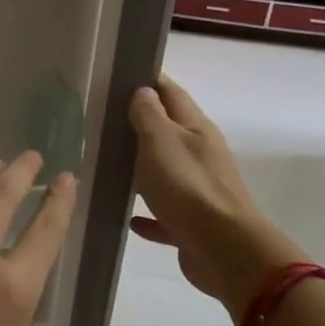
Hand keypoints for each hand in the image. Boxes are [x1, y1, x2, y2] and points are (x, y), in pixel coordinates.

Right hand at [128, 75, 299, 316]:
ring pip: (165, 173)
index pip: (171, 93)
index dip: (148, 82)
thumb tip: (144, 91)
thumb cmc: (187, 186)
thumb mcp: (160, 140)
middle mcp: (200, 155)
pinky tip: (130, 217)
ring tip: (108, 168)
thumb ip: (149, 115)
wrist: (222, 248)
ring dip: (142, 171)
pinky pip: (164, 213)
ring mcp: (198, 191)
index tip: (119, 77)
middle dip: (140, 127)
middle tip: (102, 124)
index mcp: (196, 129)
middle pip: (168, 134)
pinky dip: (148, 213)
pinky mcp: (192, 224)